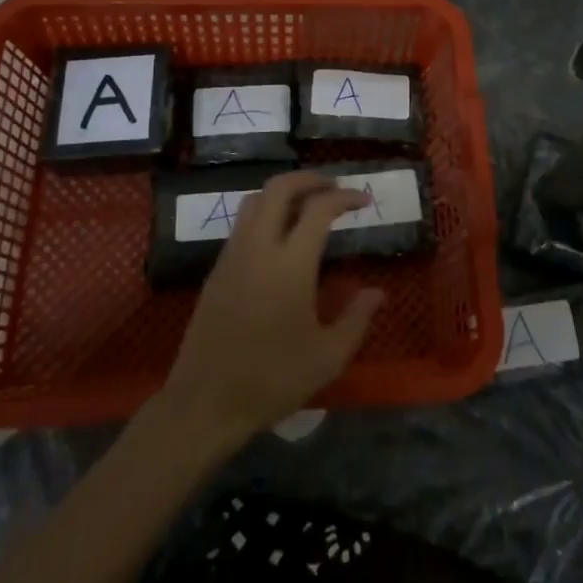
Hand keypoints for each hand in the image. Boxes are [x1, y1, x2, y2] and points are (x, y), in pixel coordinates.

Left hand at [160, 170, 384, 449]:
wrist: (205, 403)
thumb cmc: (272, 380)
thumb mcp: (327, 357)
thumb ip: (356, 319)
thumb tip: (377, 292)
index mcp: (290, 264)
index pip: (319, 208)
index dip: (345, 197)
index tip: (364, 200)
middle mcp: (259, 247)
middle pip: (279, 188)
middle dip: (310, 179)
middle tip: (334, 188)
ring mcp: (232, 255)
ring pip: (255, 200)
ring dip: (283, 192)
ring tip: (307, 205)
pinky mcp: (216, 269)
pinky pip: (241, 223)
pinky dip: (265, 213)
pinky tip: (279, 237)